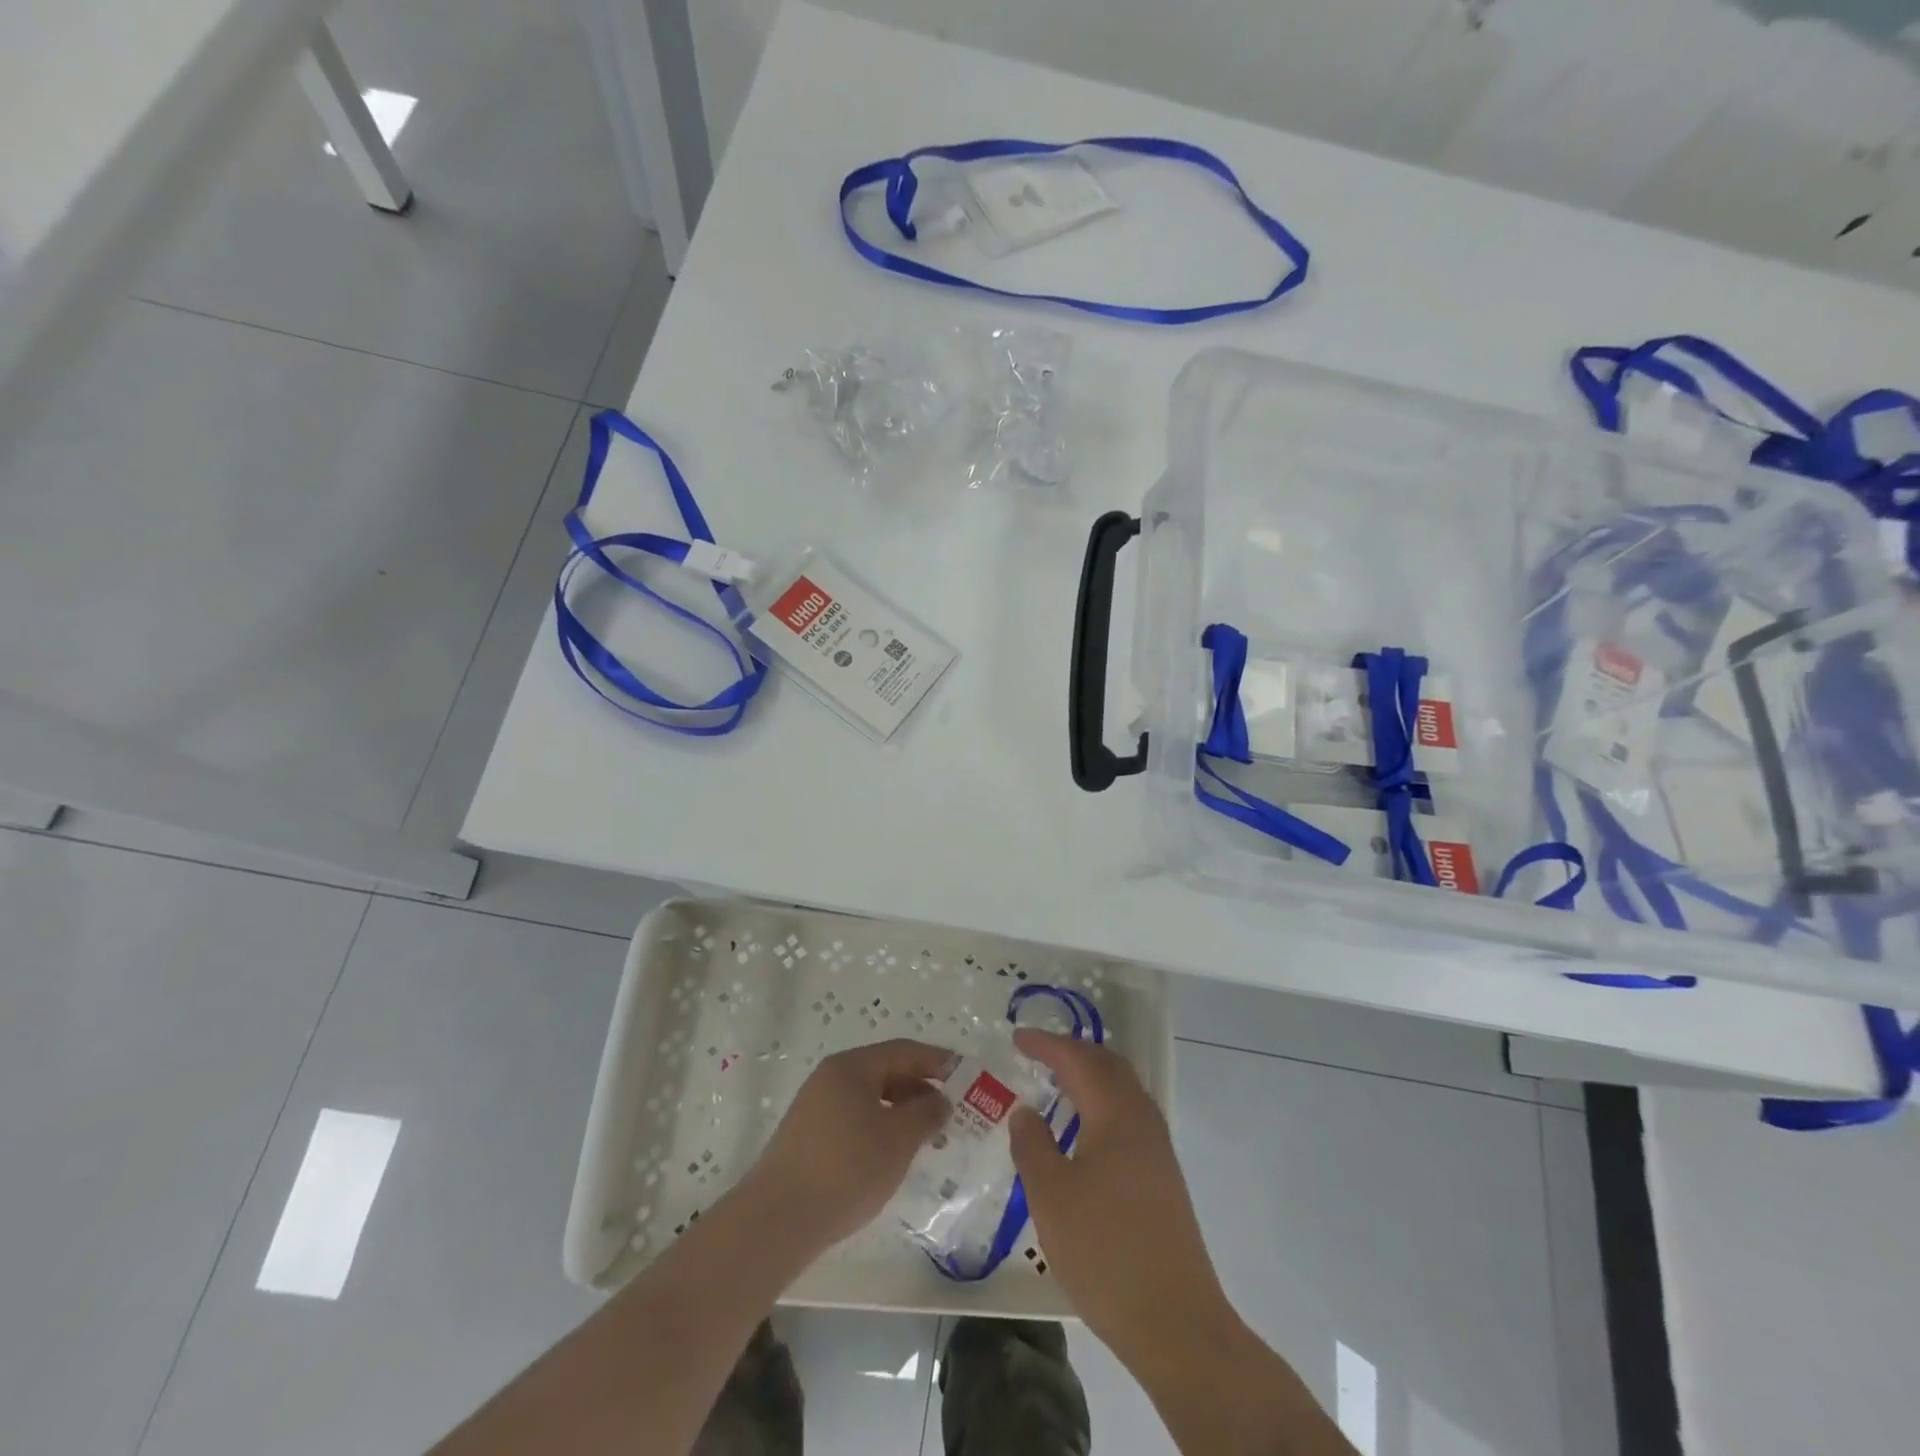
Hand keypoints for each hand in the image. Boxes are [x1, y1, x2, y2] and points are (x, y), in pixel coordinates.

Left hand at [740, 1038, 955, 1253]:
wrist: (776, 1220)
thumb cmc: (846, 1168)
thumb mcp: (898, 1139)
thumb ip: (927, 1114)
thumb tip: (941, 1100)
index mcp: (852, 1066)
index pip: (904, 1051)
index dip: (938, 1061)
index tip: (966, 1076)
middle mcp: (831, 1078)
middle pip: (886, 1072)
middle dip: (921, 1090)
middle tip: (952, 1113)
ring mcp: (815, 1108)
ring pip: (870, 1099)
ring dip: (902, 1113)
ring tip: (928, 1139)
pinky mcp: (807, 1138)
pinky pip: (854, 1120)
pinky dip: (880, 1130)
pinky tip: (892, 1157)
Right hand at [1009, 1029, 1236, 1368]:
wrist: (1175, 1322)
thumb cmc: (1104, 1251)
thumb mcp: (1051, 1196)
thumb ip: (1032, 1145)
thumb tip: (1026, 1111)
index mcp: (1115, 1114)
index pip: (1078, 1060)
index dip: (1047, 1044)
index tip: (1017, 1036)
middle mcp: (1142, 1120)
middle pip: (1109, 1066)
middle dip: (1073, 1052)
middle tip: (1038, 1054)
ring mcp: (1158, 1150)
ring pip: (1123, 1091)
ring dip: (1091, 1077)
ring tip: (1058, 1085)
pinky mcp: (1163, 1178)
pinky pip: (1129, 1116)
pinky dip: (1103, 1104)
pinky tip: (1085, 1132)